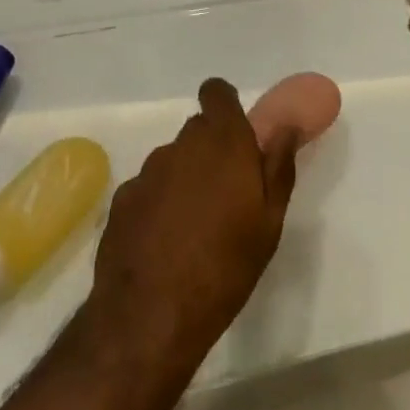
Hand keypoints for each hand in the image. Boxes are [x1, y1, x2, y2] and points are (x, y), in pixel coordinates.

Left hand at [83, 79, 300, 367]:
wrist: (150, 317)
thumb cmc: (225, 268)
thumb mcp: (269, 222)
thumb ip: (278, 166)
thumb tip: (287, 126)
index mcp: (223, 142)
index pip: (217, 92)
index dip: (225, 105)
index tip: (236, 134)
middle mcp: (183, 145)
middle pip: (198, 130)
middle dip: (211, 150)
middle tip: (225, 193)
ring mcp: (148, 170)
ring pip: (173, 160)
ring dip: (185, 178)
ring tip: (194, 227)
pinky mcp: (123, 198)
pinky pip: (149, 188)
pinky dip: (158, 204)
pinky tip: (164, 243)